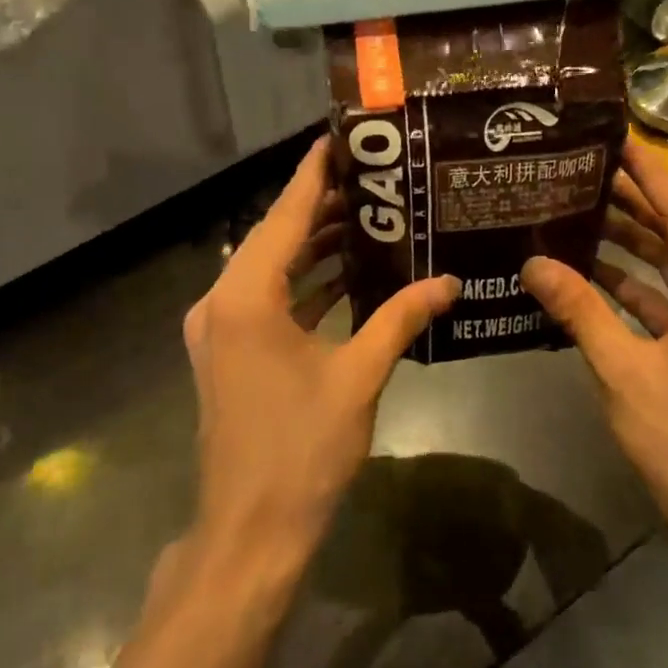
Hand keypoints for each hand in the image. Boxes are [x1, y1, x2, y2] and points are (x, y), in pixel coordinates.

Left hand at [183, 137, 459, 563]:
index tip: (341, 138)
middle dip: (320, 209)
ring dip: (312, 249)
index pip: (283, 216)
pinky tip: (345, 276)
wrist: (251, 529)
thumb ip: (400, 319)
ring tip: (368, 219)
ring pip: (270, 271)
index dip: (313, 175)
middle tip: (374, 180)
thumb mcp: (358, 376)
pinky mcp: (228, 354)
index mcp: (245, 298)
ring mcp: (219, 330)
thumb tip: (448, 281)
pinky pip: (266, 301)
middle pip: (274, 239)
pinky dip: (302, 286)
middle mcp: (220, 302)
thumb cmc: (302, 449)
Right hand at [522, 143, 667, 539]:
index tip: (614, 142)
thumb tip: (533, 262)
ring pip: (665, 267)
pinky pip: (660, 299)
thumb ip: (579, 310)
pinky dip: (626, 286)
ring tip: (575, 214)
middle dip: (631, 204)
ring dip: (625, 245)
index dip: (649, 175)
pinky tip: (584, 275)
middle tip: (580, 175)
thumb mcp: (622, 367)